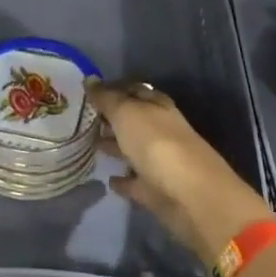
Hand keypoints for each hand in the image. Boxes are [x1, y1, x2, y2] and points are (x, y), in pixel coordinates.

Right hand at [87, 80, 272, 263]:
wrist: (192, 197)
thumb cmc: (157, 144)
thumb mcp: (127, 113)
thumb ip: (107, 98)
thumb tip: (89, 79)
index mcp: (158, 106)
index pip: (133, 90)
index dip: (112, 89)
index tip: (87, 91)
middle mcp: (161, 131)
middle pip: (133, 120)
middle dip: (111, 118)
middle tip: (83, 117)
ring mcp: (160, 162)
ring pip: (133, 150)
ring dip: (115, 146)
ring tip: (89, 145)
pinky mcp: (156, 191)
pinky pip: (135, 182)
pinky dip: (123, 180)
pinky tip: (108, 179)